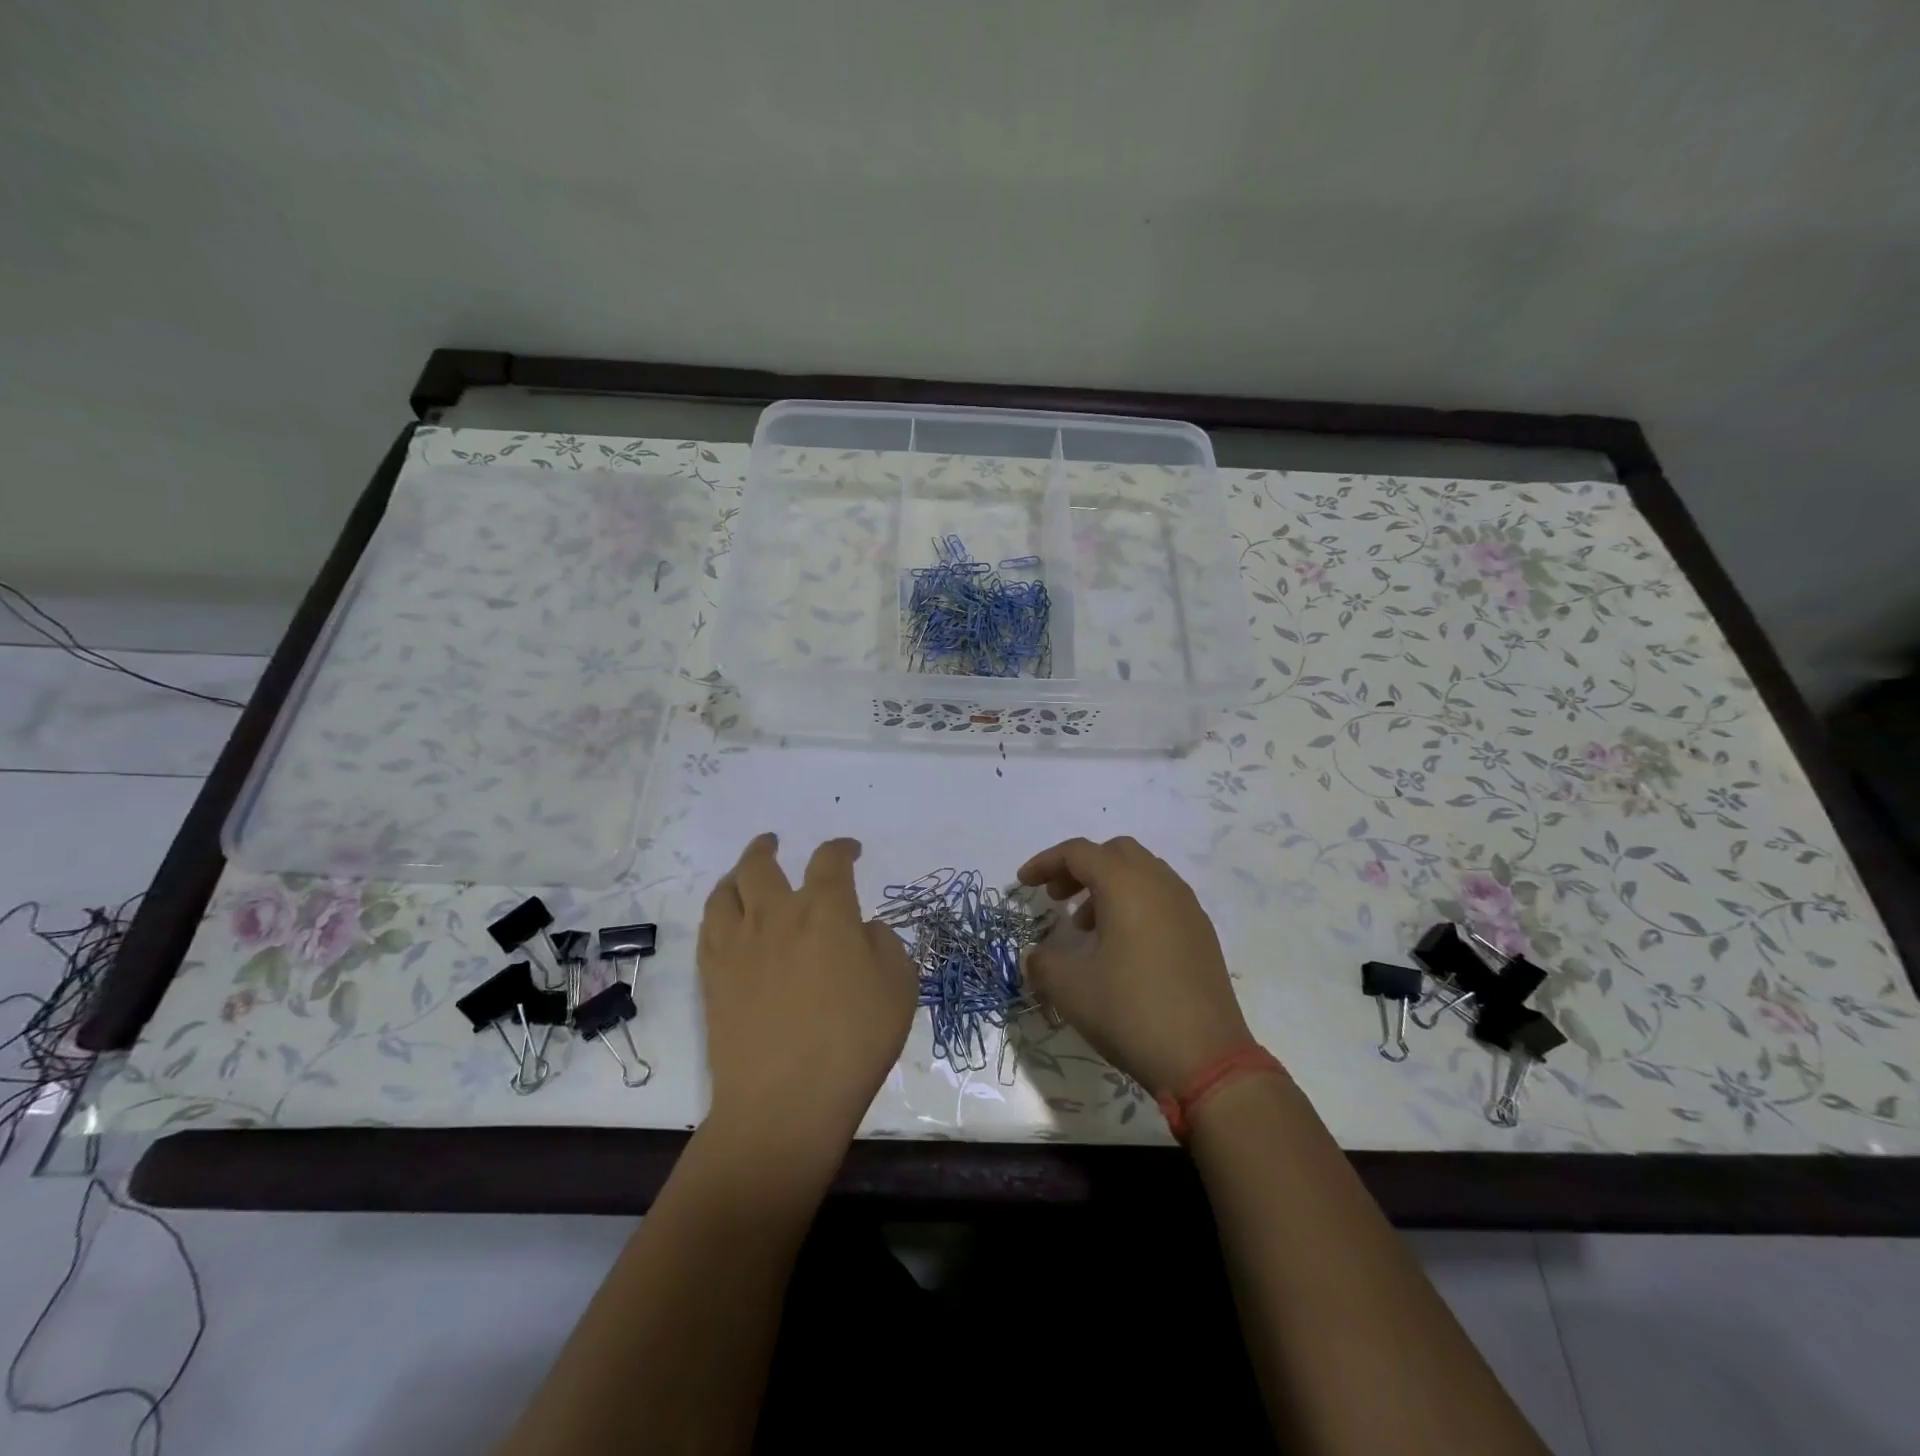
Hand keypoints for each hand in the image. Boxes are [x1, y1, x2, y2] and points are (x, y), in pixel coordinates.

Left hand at [698, 834, 914, 1160]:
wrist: (784, 1102)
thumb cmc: (853, 1042)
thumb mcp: (900, 987)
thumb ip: (885, 945)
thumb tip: (863, 931)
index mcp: (826, 911)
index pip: (831, 860)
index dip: (842, 848)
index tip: (851, 851)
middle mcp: (776, 915)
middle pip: (761, 864)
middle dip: (768, 847)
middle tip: (775, 842)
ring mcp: (737, 945)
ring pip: (726, 890)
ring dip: (737, 874)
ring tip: (744, 875)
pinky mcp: (712, 976)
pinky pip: (708, 927)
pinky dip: (720, 911)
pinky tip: (728, 920)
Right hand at [1018, 836, 1253, 1097]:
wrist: (1206, 1059)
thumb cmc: (1130, 1012)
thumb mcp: (1071, 989)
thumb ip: (1043, 963)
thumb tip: (1035, 957)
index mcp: (1126, 885)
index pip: (1079, 852)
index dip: (1045, 862)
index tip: (1023, 884)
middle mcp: (1160, 884)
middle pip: (1114, 852)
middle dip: (1080, 868)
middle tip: (1057, 898)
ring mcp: (1187, 907)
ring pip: (1141, 872)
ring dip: (1108, 886)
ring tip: (1085, 927)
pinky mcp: (1201, 932)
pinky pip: (1161, 897)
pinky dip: (1134, 904)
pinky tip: (1121, 946)